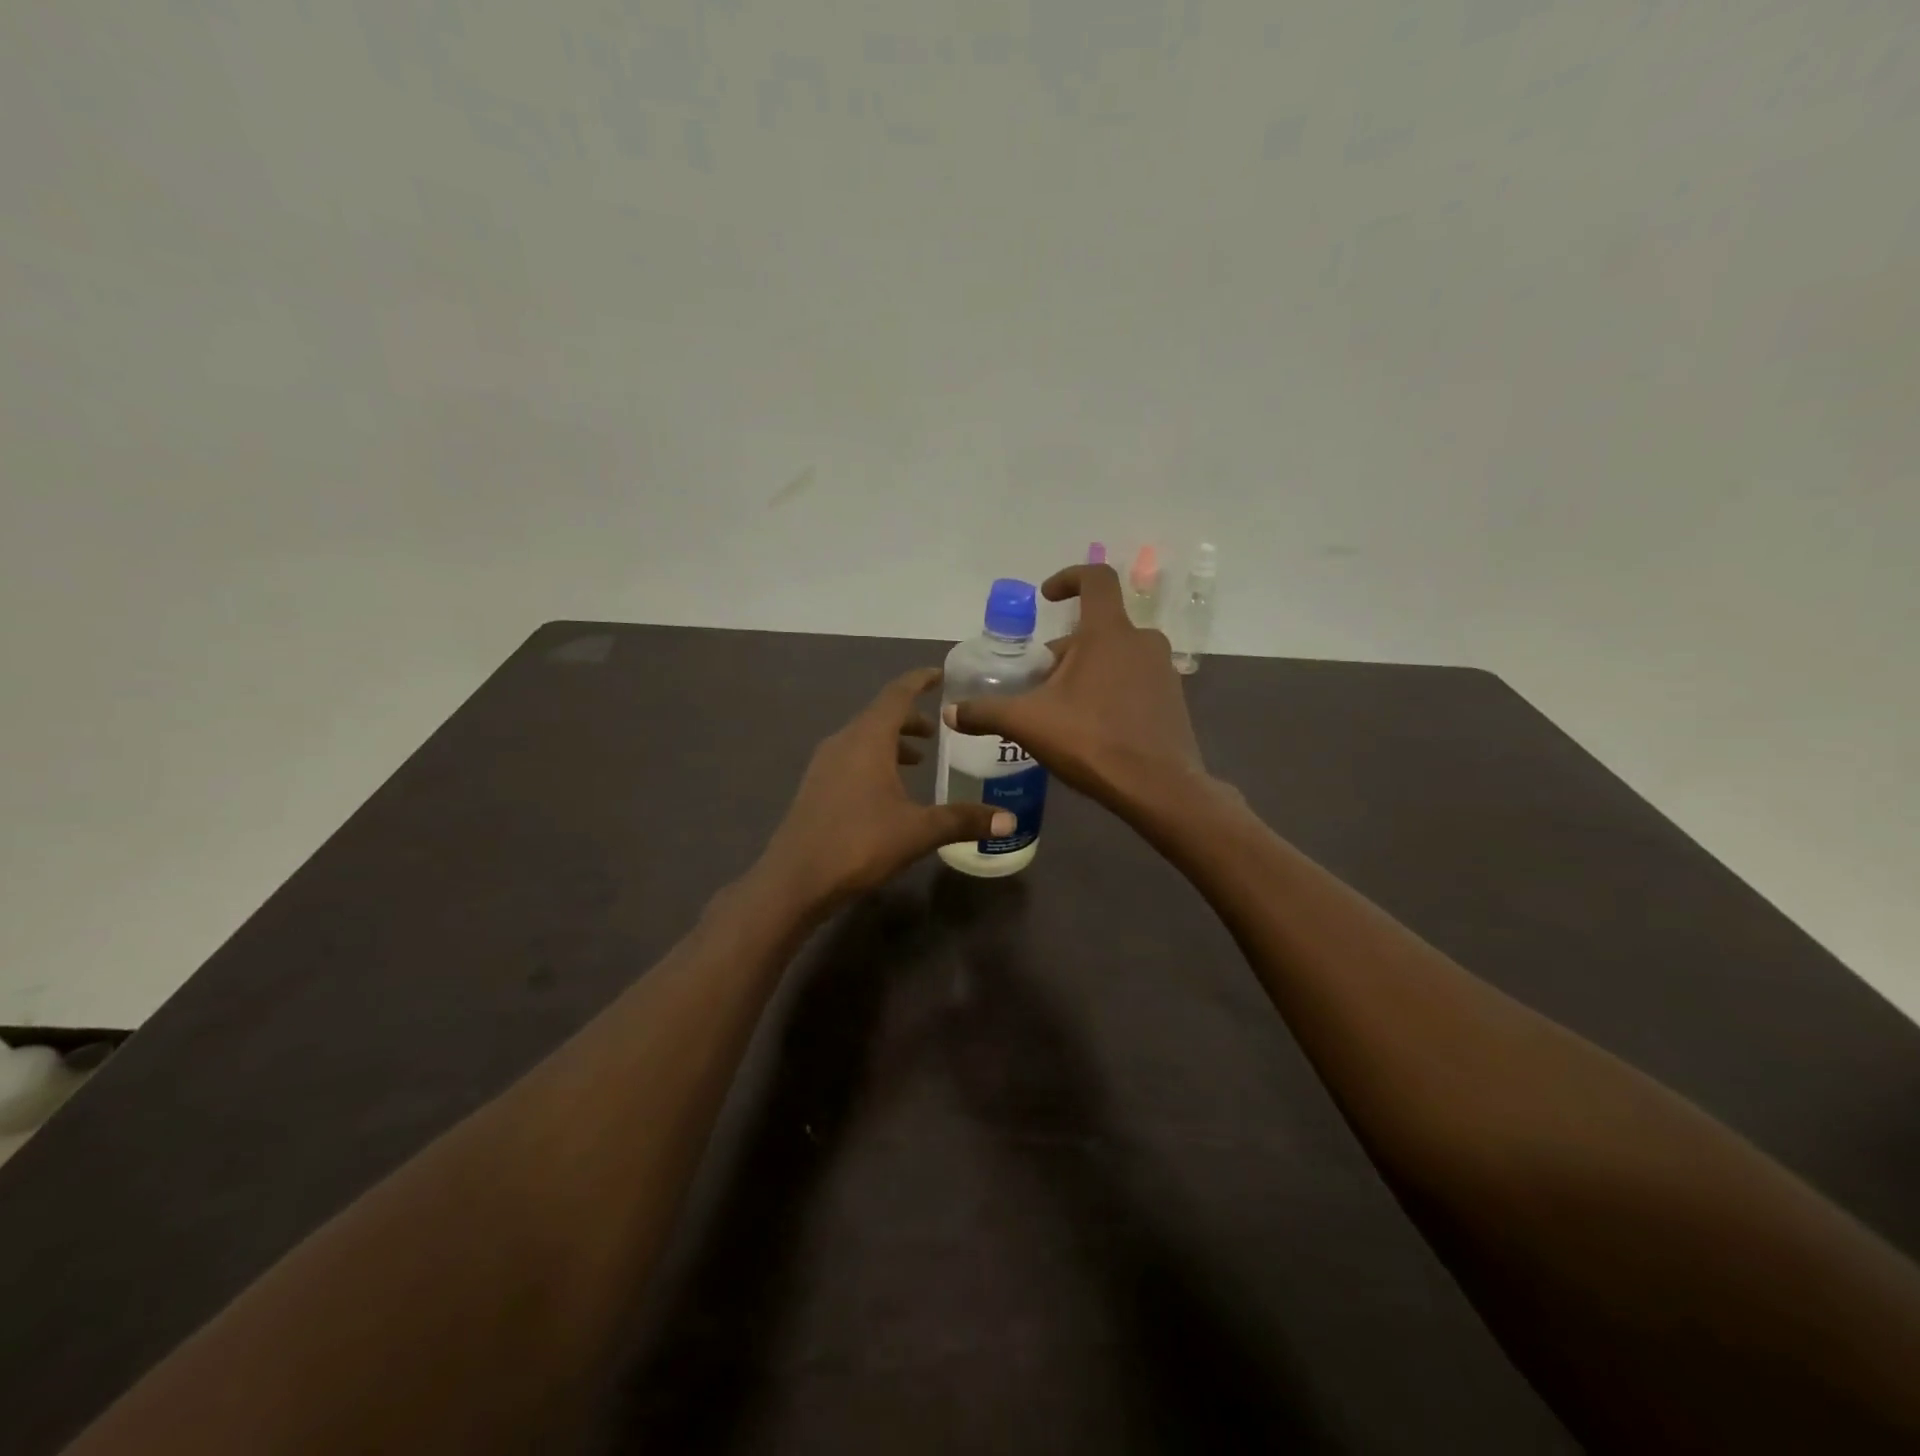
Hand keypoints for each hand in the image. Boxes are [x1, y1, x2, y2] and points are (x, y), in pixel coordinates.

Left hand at [760, 668, 1012, 909]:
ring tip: (918, 760)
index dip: (919, 681)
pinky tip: (888, 790)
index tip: (940, 675)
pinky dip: (875, 760)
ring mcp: (825, 764)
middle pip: (880, 715)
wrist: (795, 879)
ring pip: (864, 738)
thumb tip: (1009, 819)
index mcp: (868, 739)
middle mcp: (844, 742)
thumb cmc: (859, 843)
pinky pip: (851, 758)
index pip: (897, 694)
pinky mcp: (816, 787)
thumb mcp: (918, 831)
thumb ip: (963, 820)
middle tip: (937, 730)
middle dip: (910, 718)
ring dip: (891, 742)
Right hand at [943, 564, 1207, 808]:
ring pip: (1115, 656)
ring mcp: (1162, 670)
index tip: (1047, 597)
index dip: (1068, 578)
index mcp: (1108, 632)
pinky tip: (1093, 728)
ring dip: (1086, 672)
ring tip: (1062, 710)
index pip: (1096, 579)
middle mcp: (1142, 641)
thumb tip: (950, 713)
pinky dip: (1110, 690)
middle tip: (1039, 685)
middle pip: (1096, 630)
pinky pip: (1135, 680)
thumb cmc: (1092, 741)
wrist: (1159, 789)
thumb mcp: (1028, 724)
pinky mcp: (1173, 699)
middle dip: (1064, 651)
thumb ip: (986, 712)